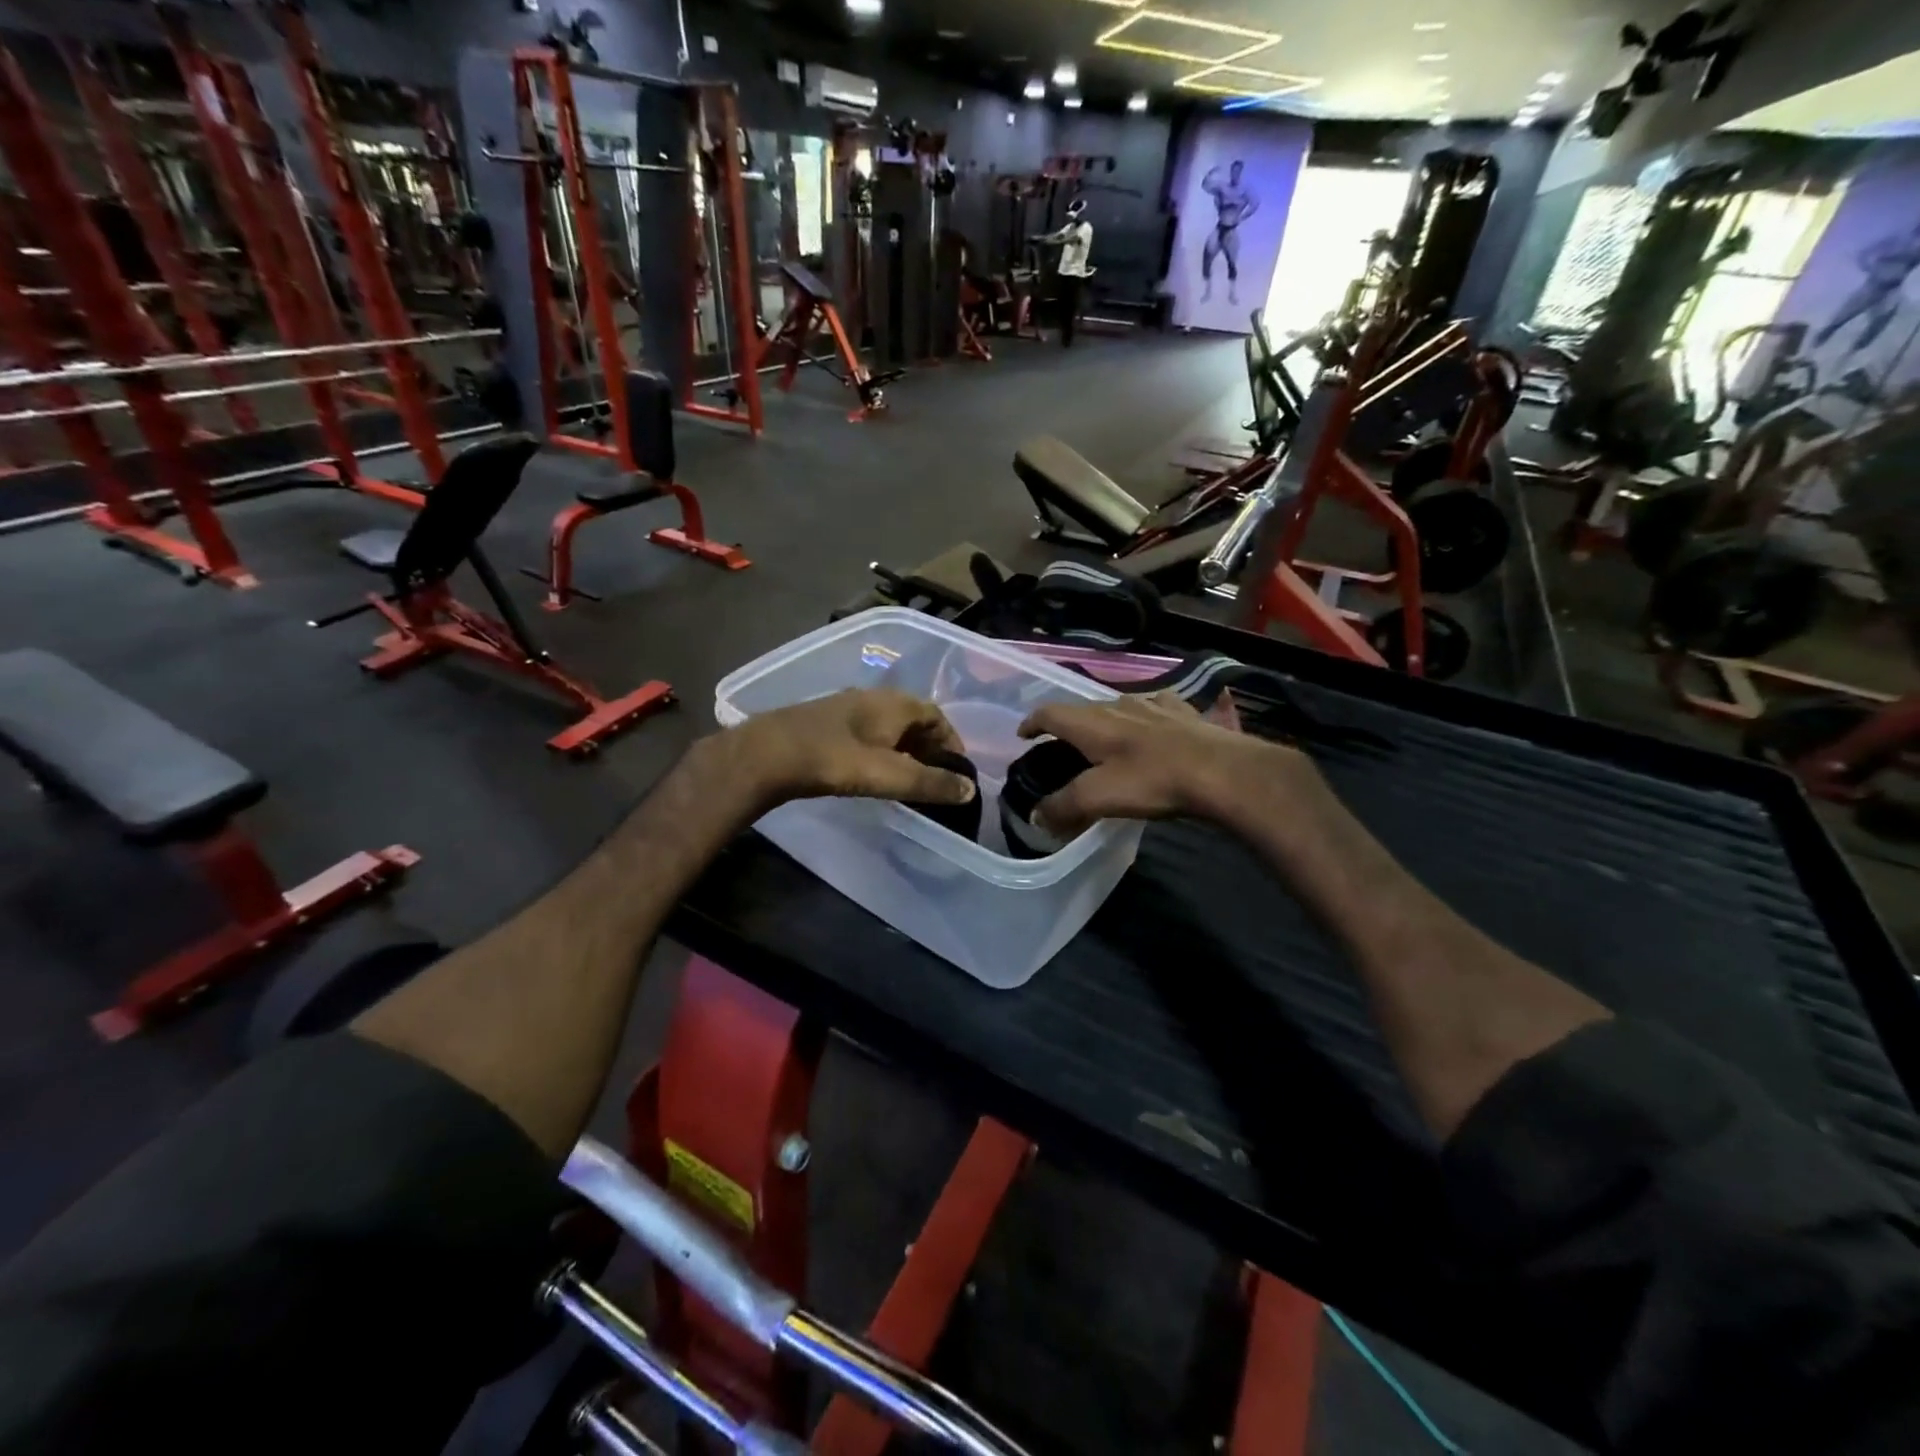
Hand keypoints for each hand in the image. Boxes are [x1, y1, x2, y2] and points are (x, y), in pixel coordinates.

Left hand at [713, 690, 977, 812]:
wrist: (767, 754)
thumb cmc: (834, 760)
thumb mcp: (889, 775)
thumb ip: (930, 784)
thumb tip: (970, 789)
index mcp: (895, 703)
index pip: (936, 714)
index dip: (952, 740)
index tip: (958, 769)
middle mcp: (874, 698)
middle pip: (913, 718)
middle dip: (929, 746)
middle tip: (936, 777)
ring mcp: (847, 707)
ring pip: (888, 726)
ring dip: (904, 748)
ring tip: (908, 778)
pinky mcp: (826, 722)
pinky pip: (867, 733)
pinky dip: (881, 750)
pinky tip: (872, 771)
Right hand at [1016, 691, 1315, 834]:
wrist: (1221, 770)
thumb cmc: (1153, 781)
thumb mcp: (1099, 798)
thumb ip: (1063, 806)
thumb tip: (1037, 818)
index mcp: (1092, 723)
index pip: (1050, 713)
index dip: (1032, 723)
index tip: (1023, 736)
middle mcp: (1118, 705)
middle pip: (1083, 709)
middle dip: (1069, 725)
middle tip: (1064, 747)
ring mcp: (1154, 705)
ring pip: (1119, 706)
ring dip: (1106, 720)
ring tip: (1107, 739)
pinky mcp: (1184, 712)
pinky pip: (1155, 707)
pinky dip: (1145, 716)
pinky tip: (1154, 727)